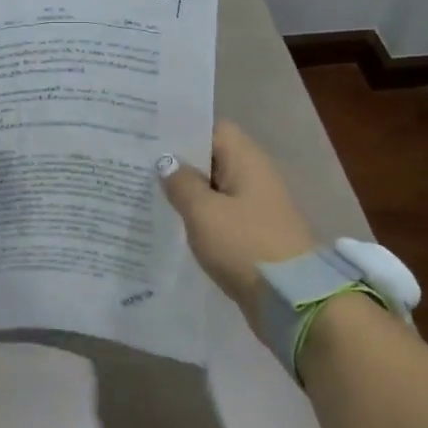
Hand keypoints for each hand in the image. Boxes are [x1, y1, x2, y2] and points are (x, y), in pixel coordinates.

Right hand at [157, 121, 314, 312]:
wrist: (292, 299)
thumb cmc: (245, 244)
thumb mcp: (204, 212)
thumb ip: (181, 183)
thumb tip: (167, 162)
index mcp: (245, 159)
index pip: (211, 128)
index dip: (180, 129)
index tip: (147, 137)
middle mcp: (253, 175)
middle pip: (211, 157)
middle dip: (177, 161)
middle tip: (136, 164)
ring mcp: (255, 206)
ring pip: (213, 188)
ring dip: (186, 192)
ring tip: (145, 193)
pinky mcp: (252, 233)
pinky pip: (220, 215)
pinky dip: (198, 216)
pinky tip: (170, 224)